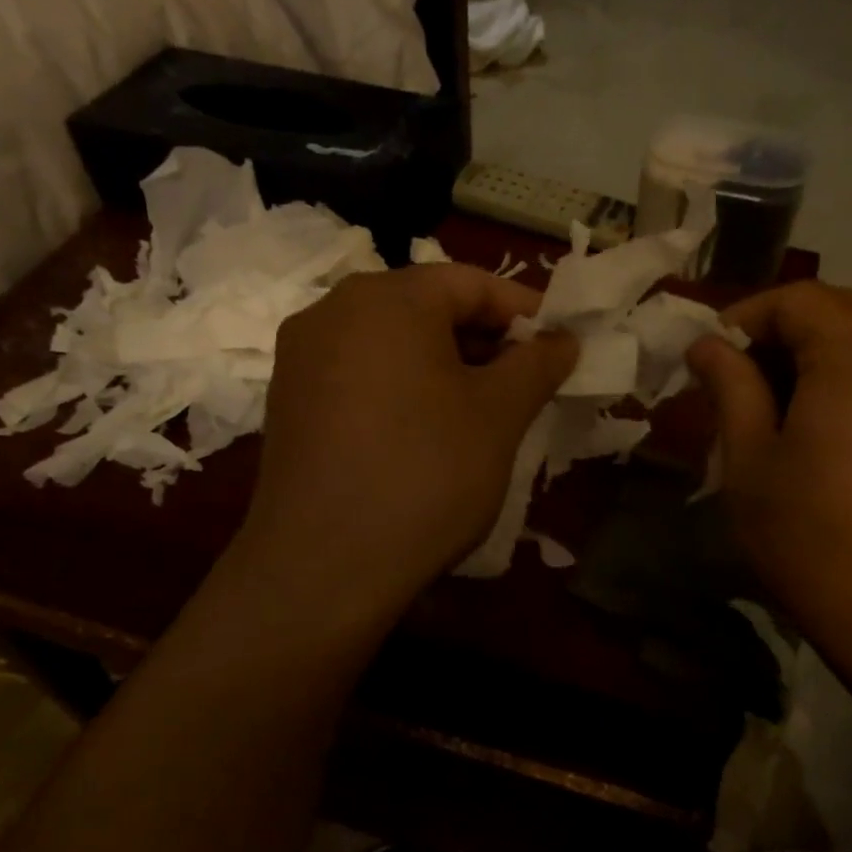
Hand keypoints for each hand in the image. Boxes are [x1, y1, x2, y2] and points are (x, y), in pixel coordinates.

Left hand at [240, 263, 575, 612]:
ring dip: (445, 369)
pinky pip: (360, 379)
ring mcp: (301, 360)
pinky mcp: (289, 406)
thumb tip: (562, 339)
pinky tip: (427, 437)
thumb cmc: (425, 475)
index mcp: (386, 298)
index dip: (524, 313)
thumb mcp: (499, 416)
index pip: (471, 284)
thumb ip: (537, 364)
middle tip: (527, 385)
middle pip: (426, 310)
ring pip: (391, 347)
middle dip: (484, 343)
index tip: (561, 346)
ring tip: (484, 414)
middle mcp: (332, 312)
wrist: (324, 567)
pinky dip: (403, 392)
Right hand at [687, 281, 851, 653]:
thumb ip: (730, 388)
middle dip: (789, 324)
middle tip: (743, 369)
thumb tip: (708, 345)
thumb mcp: (750, 461)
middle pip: (846, 306)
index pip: (800, 298)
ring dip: (826, 345)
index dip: (748, 314)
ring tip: (783, 394)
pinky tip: (831, 419)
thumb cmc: (812, 537)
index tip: (711, 351)